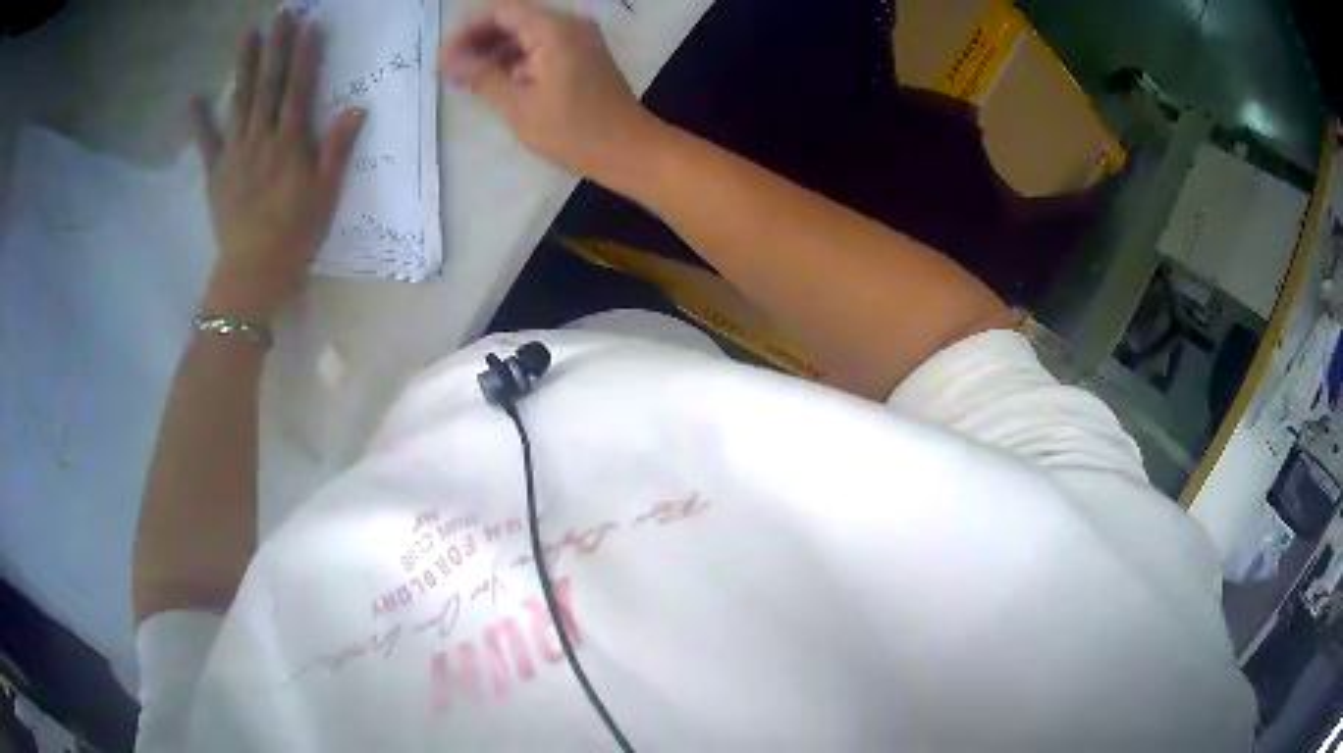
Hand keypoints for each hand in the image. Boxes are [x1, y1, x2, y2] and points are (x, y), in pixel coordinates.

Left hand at [191, 11, 364, 322]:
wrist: (253, 271)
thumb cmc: (295, 234)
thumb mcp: (327, 193)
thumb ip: (338, 149)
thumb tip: (356, 107)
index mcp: (290, 143)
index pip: (299, 88)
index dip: (305, 55)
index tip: (309, 25)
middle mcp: (261, 139)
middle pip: (268, 85)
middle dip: (275, 47)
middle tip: (280, 15)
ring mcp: (235, 154)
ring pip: (240, 102)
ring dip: (243, 67)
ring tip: (247, 36)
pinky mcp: (216, 174)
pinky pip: (207, 144)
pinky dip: (200, 122)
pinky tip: (195, 99)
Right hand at [439, 0, 658, 182]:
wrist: (630, 150)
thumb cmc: (574, 131)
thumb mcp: (518, 106)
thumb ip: (482, 76)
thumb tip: (450, 61)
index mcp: (553, 29)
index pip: (500, 10)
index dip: (466, 30)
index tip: (443, 58)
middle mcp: (569, 24)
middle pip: (512, 18)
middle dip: (478, 41)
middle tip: (449, 71)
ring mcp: (579, 38)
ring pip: (525, 33)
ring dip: (494, 51)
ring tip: (466, 80)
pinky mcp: (583, 55)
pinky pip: (542, 46)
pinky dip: (516, 60)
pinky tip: (496, 82)